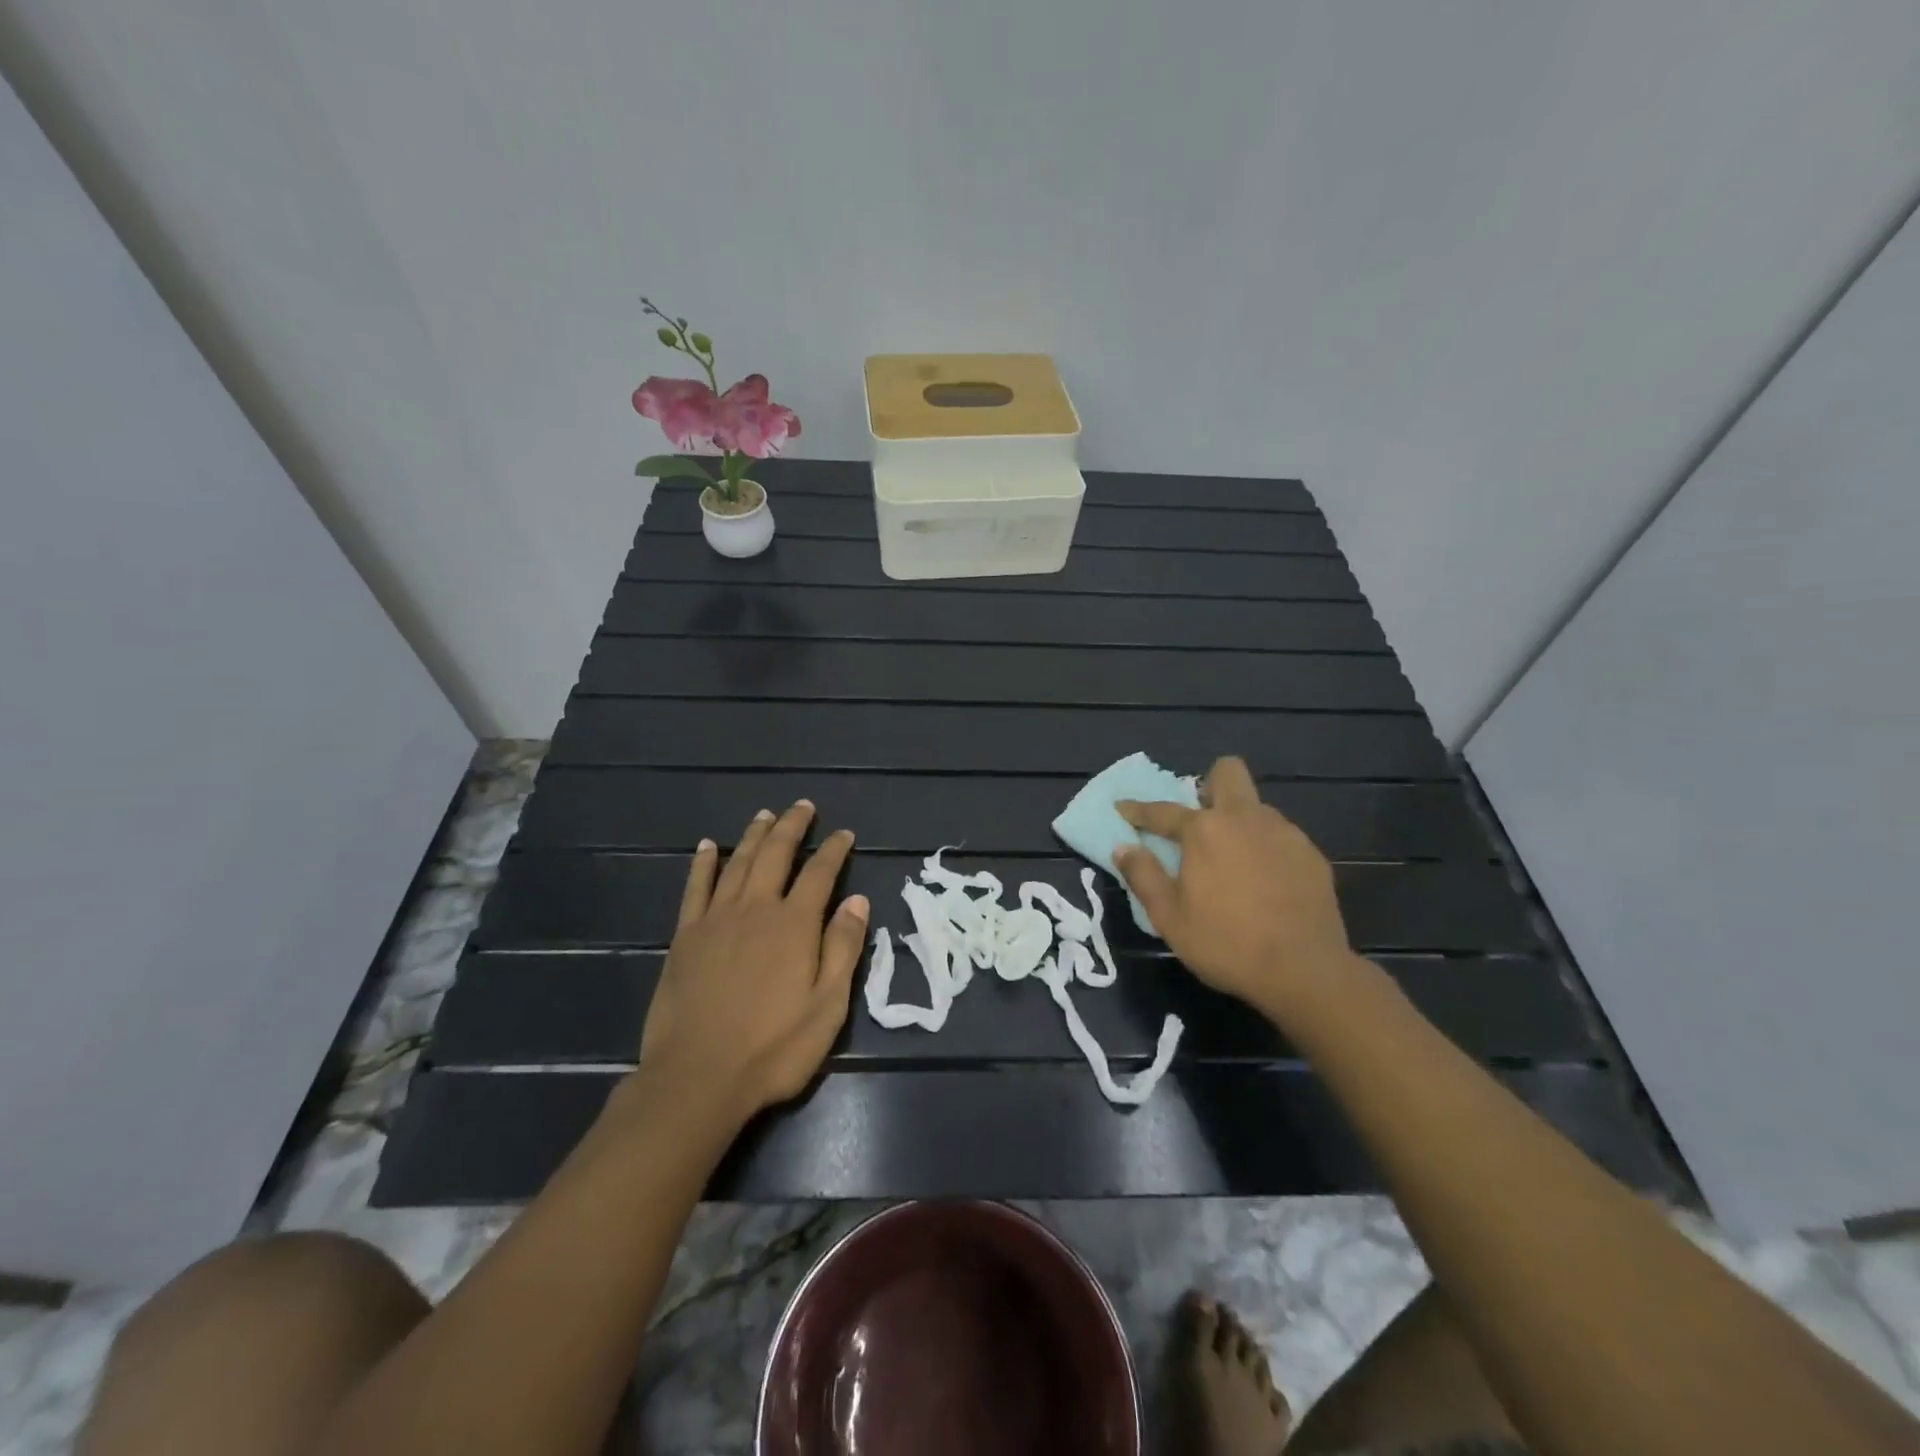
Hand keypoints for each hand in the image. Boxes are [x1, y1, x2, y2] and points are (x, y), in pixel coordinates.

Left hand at [638, 801, 867, 1121]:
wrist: (697, 1078)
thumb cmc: (773, 1048)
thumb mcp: (827, 1006)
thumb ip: (843, 948)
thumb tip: (858, 901)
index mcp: (794, 925)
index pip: (820, 873)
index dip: (834, 849)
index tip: (844, 833)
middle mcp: (756, 909)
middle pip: (776, 854)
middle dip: (792, 827)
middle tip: (802, 806)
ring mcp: (716, 919)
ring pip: (738, 862)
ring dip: (754, 835)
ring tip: (765, 814)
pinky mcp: (685, 936)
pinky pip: (695, 887)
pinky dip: (703, 863)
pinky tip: (708, 846)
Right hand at [1114, 756, 1360, 1020]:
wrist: (1305, 971)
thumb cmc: (1226, 943)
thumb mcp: (1169, 917)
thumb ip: (1143, 875)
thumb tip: (1123, 847)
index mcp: (1204, 830)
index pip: (1162, 810)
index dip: (1137, 810)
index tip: (1122, 808)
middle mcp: (1245, 818)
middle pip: (1228, 772)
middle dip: (1209, 785)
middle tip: (1199, 821)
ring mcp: (1285, 833)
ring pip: (1256, 808)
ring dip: (1239, 823)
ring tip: (1233, 862)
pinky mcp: (1312, 855)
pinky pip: (1280, 837)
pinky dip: (1266, 850)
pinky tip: (1265, 884)